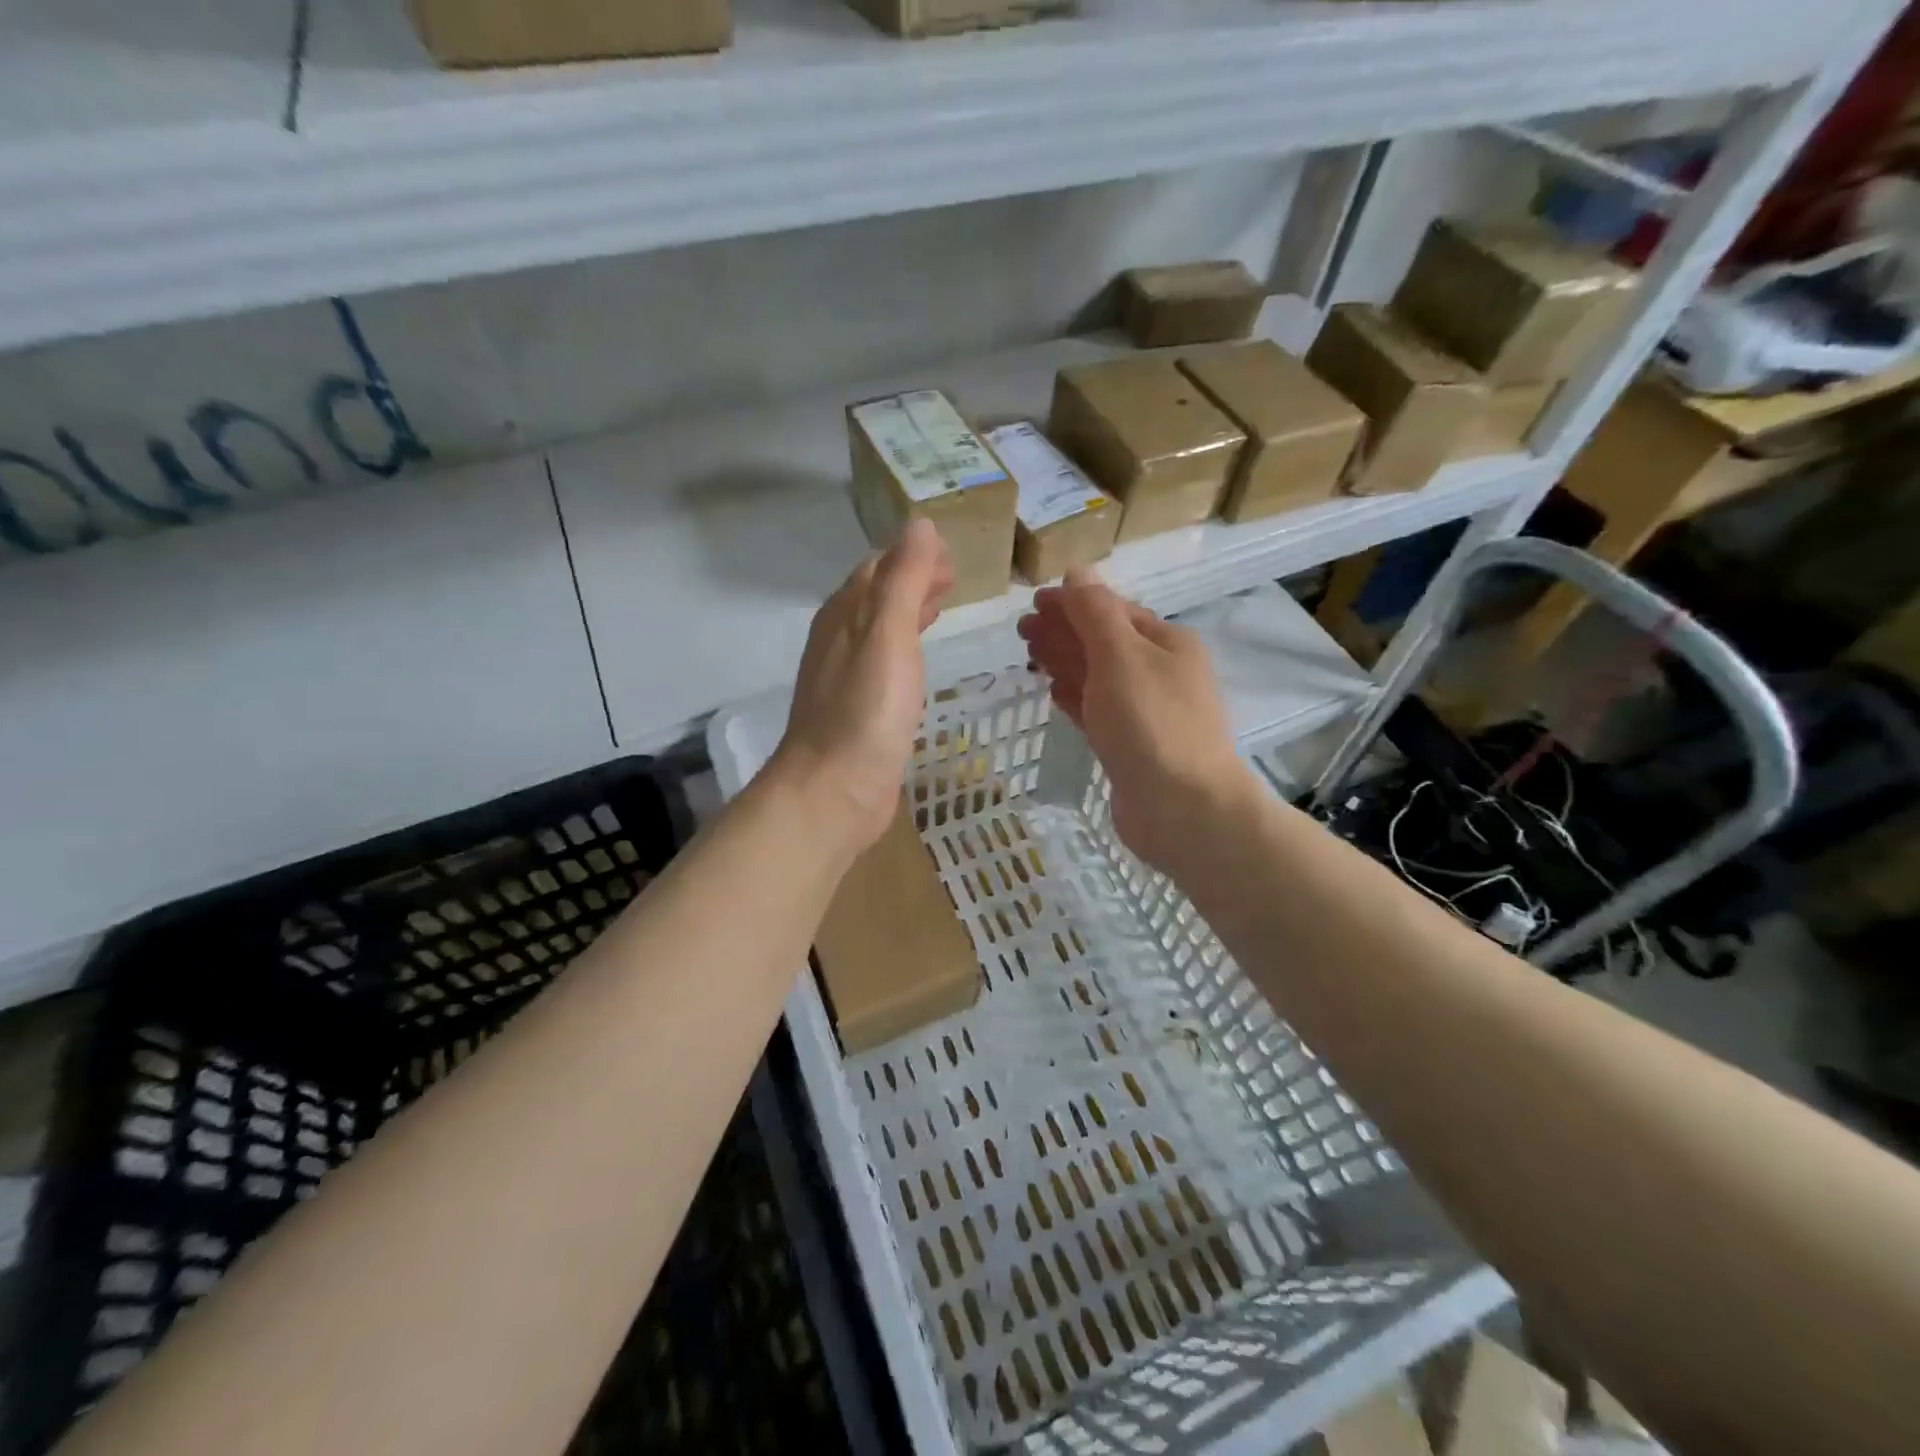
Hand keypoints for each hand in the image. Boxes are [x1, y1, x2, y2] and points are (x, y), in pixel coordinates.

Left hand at [772, 519, 953, 853]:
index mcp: (844, 615)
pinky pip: (882, 664)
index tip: (949, 553)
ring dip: (907, 612)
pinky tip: (917, 665)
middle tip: (952, 577)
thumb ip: (904, 579)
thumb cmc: (865, 710)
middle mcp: (839, 640)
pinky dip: (904, 649)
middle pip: (875, 596)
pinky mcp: (856, 712)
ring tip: (940, 607)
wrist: (834, 790)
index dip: (912, 555)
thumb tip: (919, 525)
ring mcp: (845, 678)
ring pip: (878, 630)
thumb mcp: (888, 633)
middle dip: (911, 580)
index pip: (878, 567)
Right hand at [1018, 570, 1248, 872]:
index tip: (1031, 603)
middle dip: (1063, 631)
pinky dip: (1076, 697)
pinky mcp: (1130, 747)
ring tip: (1030, 654)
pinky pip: (1098, 711)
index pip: (1112, 610)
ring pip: (1098, 677)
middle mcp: (1159, 672)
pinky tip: (1054, 691)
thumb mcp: (1121, 655)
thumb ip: (1095, 613)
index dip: (1072, 603)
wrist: (1183, 809)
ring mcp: (1145, 712)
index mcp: (1165, 642)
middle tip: (1022, 630)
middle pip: (1103, 642)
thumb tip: (1076, 573)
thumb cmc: (1151, 723)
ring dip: (1065, 661)